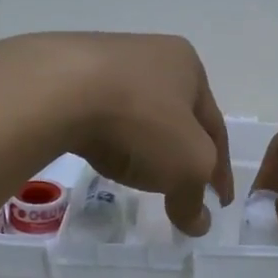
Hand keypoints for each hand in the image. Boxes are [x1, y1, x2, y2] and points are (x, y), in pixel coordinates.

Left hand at [0, 33, 233, 235]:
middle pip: (176, 116)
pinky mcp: (65, 71)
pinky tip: (100, 151)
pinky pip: (99, 111)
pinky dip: (108, 135)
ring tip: (137, 172)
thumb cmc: (140, 122)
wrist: (56, 90)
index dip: (220, 170)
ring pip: (136, 111)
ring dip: (143, 142)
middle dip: (182, 151)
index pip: (215, 128)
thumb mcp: (186, 167)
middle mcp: (151, 52)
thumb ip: (194, 198)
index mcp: (189, 66)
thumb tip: (199, 224)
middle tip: (181, 185)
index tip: (220, 202)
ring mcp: (105, 58)